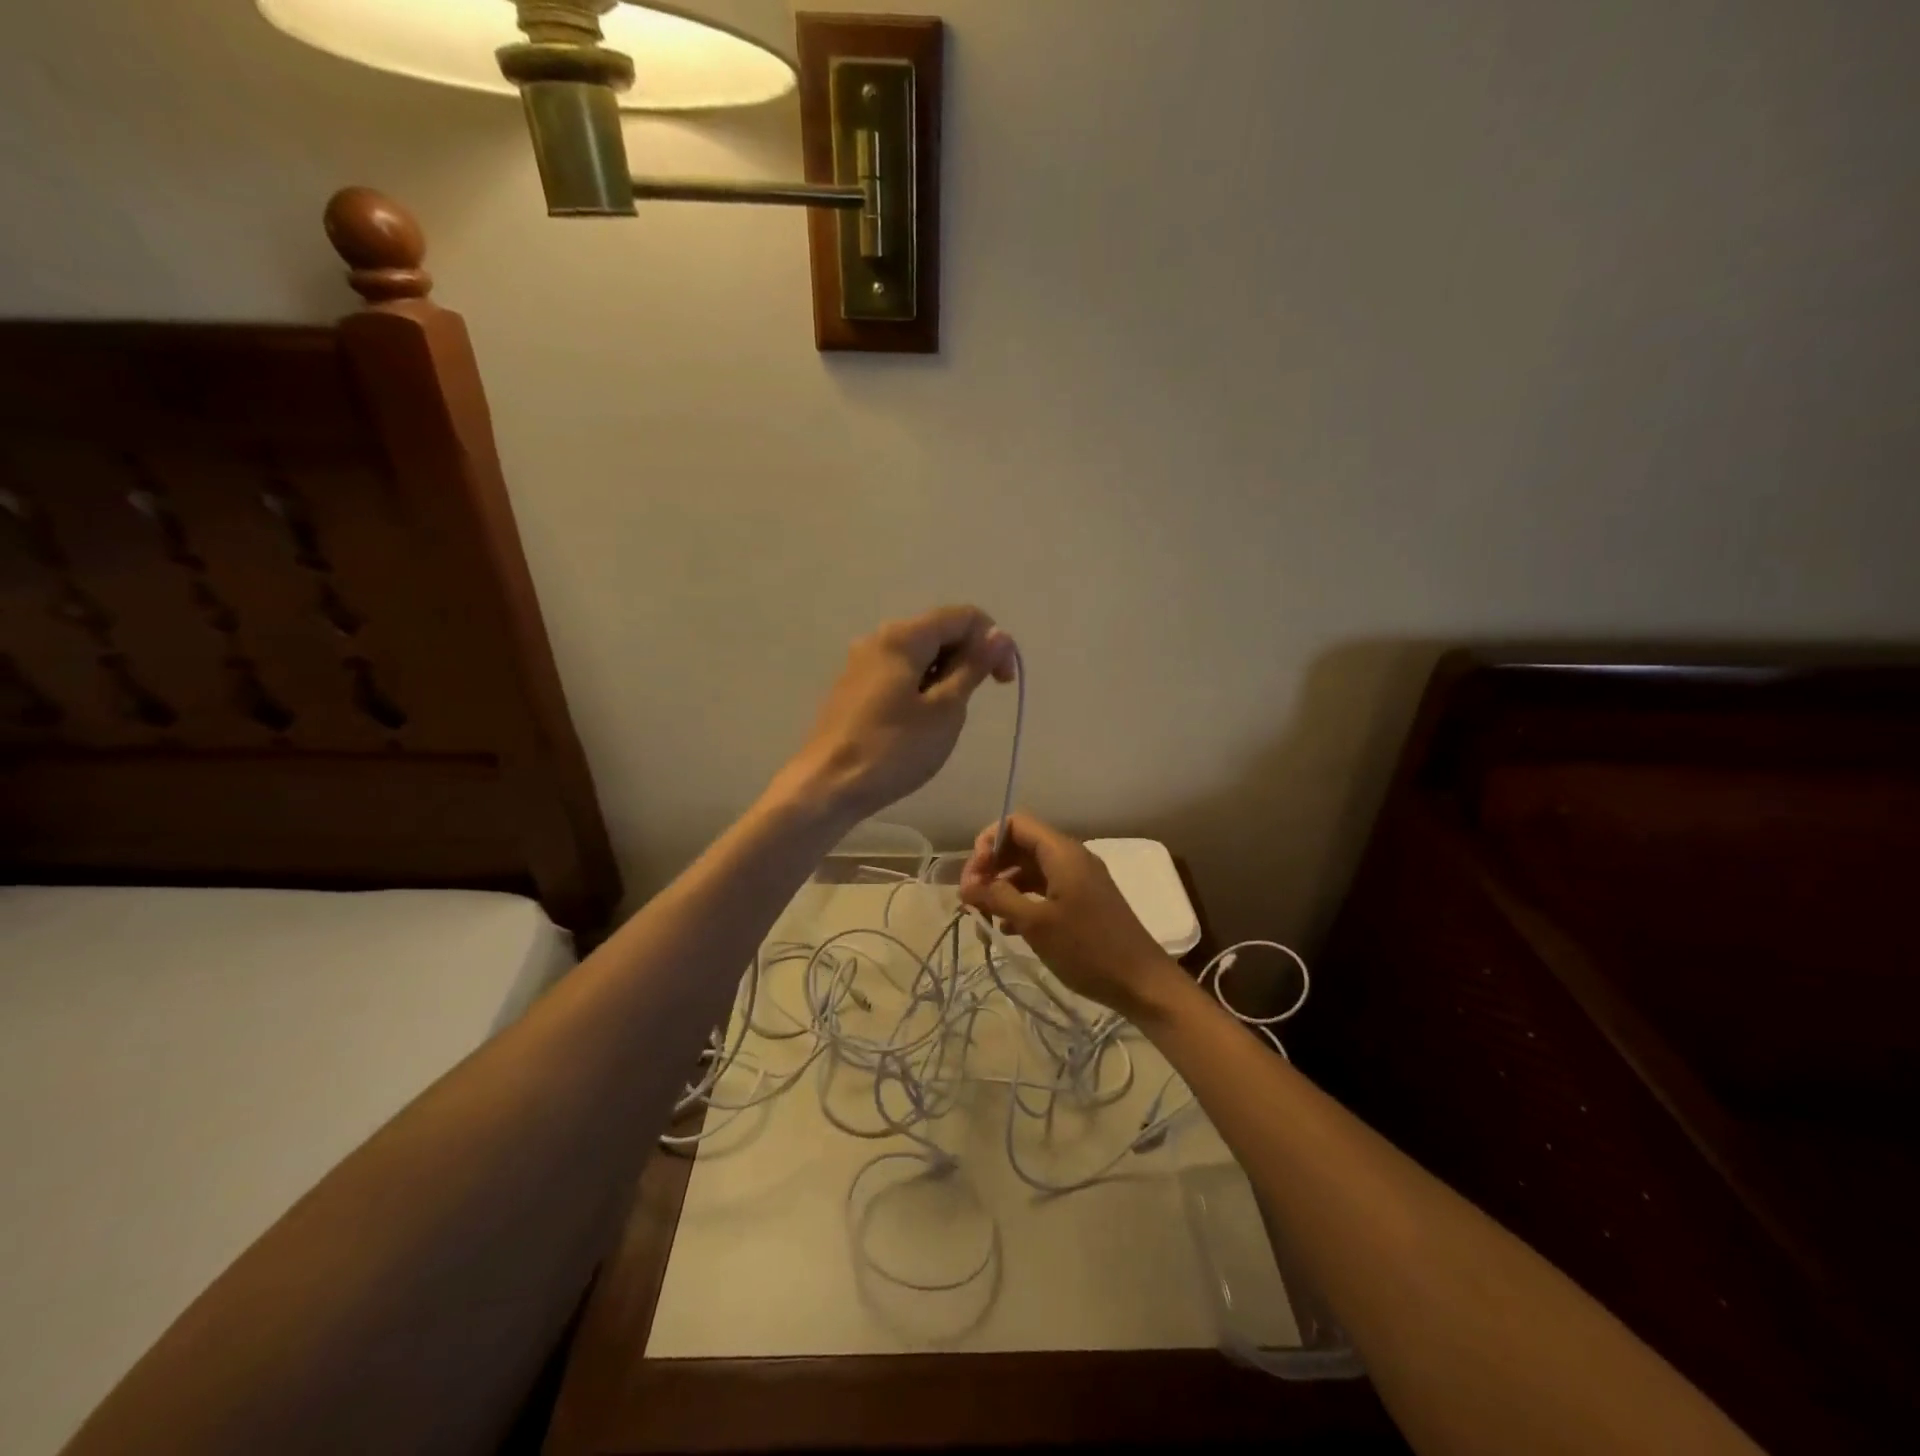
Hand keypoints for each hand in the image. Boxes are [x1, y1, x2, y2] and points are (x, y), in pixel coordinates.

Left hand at [775, 605, 1015, 826]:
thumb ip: (973, 667)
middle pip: (939, 632)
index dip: (992, 642)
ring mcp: (861, 664)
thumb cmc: (893, 749)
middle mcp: (879, 639)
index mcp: (903, 636)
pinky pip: (899, 674)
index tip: (1002, 683)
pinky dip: (921, 687)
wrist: (828, 786)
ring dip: (945, 676)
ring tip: (945, 719)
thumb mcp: (945, 710)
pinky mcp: (853, 688)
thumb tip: (999, 635)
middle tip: (974, 704)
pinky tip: (918, 723)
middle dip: (968, 659)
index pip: (963, 617)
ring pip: (919, 655)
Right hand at [958, 812, 1183, 1019]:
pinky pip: (1044, 889)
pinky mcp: (1082, 902)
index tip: (973, 876)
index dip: (988, 842)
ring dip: (1003, 887)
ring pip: (1030, 870)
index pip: (1015, 824)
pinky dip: (1022, 901)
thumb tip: (966, 885)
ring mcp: (1078, 880)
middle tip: (971, 899)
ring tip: (983, 917)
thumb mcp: (1036, 923)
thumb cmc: (1087, 948)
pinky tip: (1006, 929)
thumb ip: (998, 898)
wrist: (1141, 982)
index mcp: (1062, 852)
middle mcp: (1070, 858)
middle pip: (1020, 845)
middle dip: (991, 867)